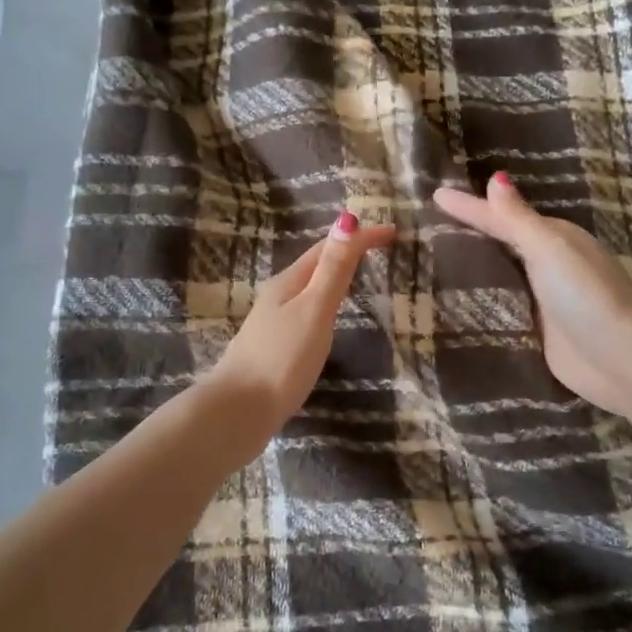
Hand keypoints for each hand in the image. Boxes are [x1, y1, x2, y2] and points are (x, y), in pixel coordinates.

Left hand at [211, 211, 396, 442]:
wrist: (238, 411)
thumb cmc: (282, 358)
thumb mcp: (314, 310)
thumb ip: (332, 270)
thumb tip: (346, 220)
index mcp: (289, 282)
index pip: (328, 247)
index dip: (359, 236)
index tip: (393, 231)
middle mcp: (278, 296)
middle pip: (315, 264)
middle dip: (346, 251)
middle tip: (380, 249)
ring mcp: (273, 322)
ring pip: (309, 288)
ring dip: (334, 275)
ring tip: (359, 276)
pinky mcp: (274, 347)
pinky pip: (305, 310)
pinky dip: (325, 301)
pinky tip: (327, 318)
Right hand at [434, 173, 631, 419]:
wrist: (624, 361)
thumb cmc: (587, 296)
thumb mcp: (550, 249)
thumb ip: (518, 219)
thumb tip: (495, 177)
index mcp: (552, 238)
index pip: (499, 218)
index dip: (468, 207)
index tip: (434, 194)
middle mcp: (547, 265)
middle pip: (500, 244)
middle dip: (469, 234)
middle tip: (425, 226)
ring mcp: (543, 300)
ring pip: (500, 276)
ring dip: (472, 268)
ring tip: (429, 262)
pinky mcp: (539, 332)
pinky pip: (502, 309)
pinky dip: (481, 302)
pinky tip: (452, 304)